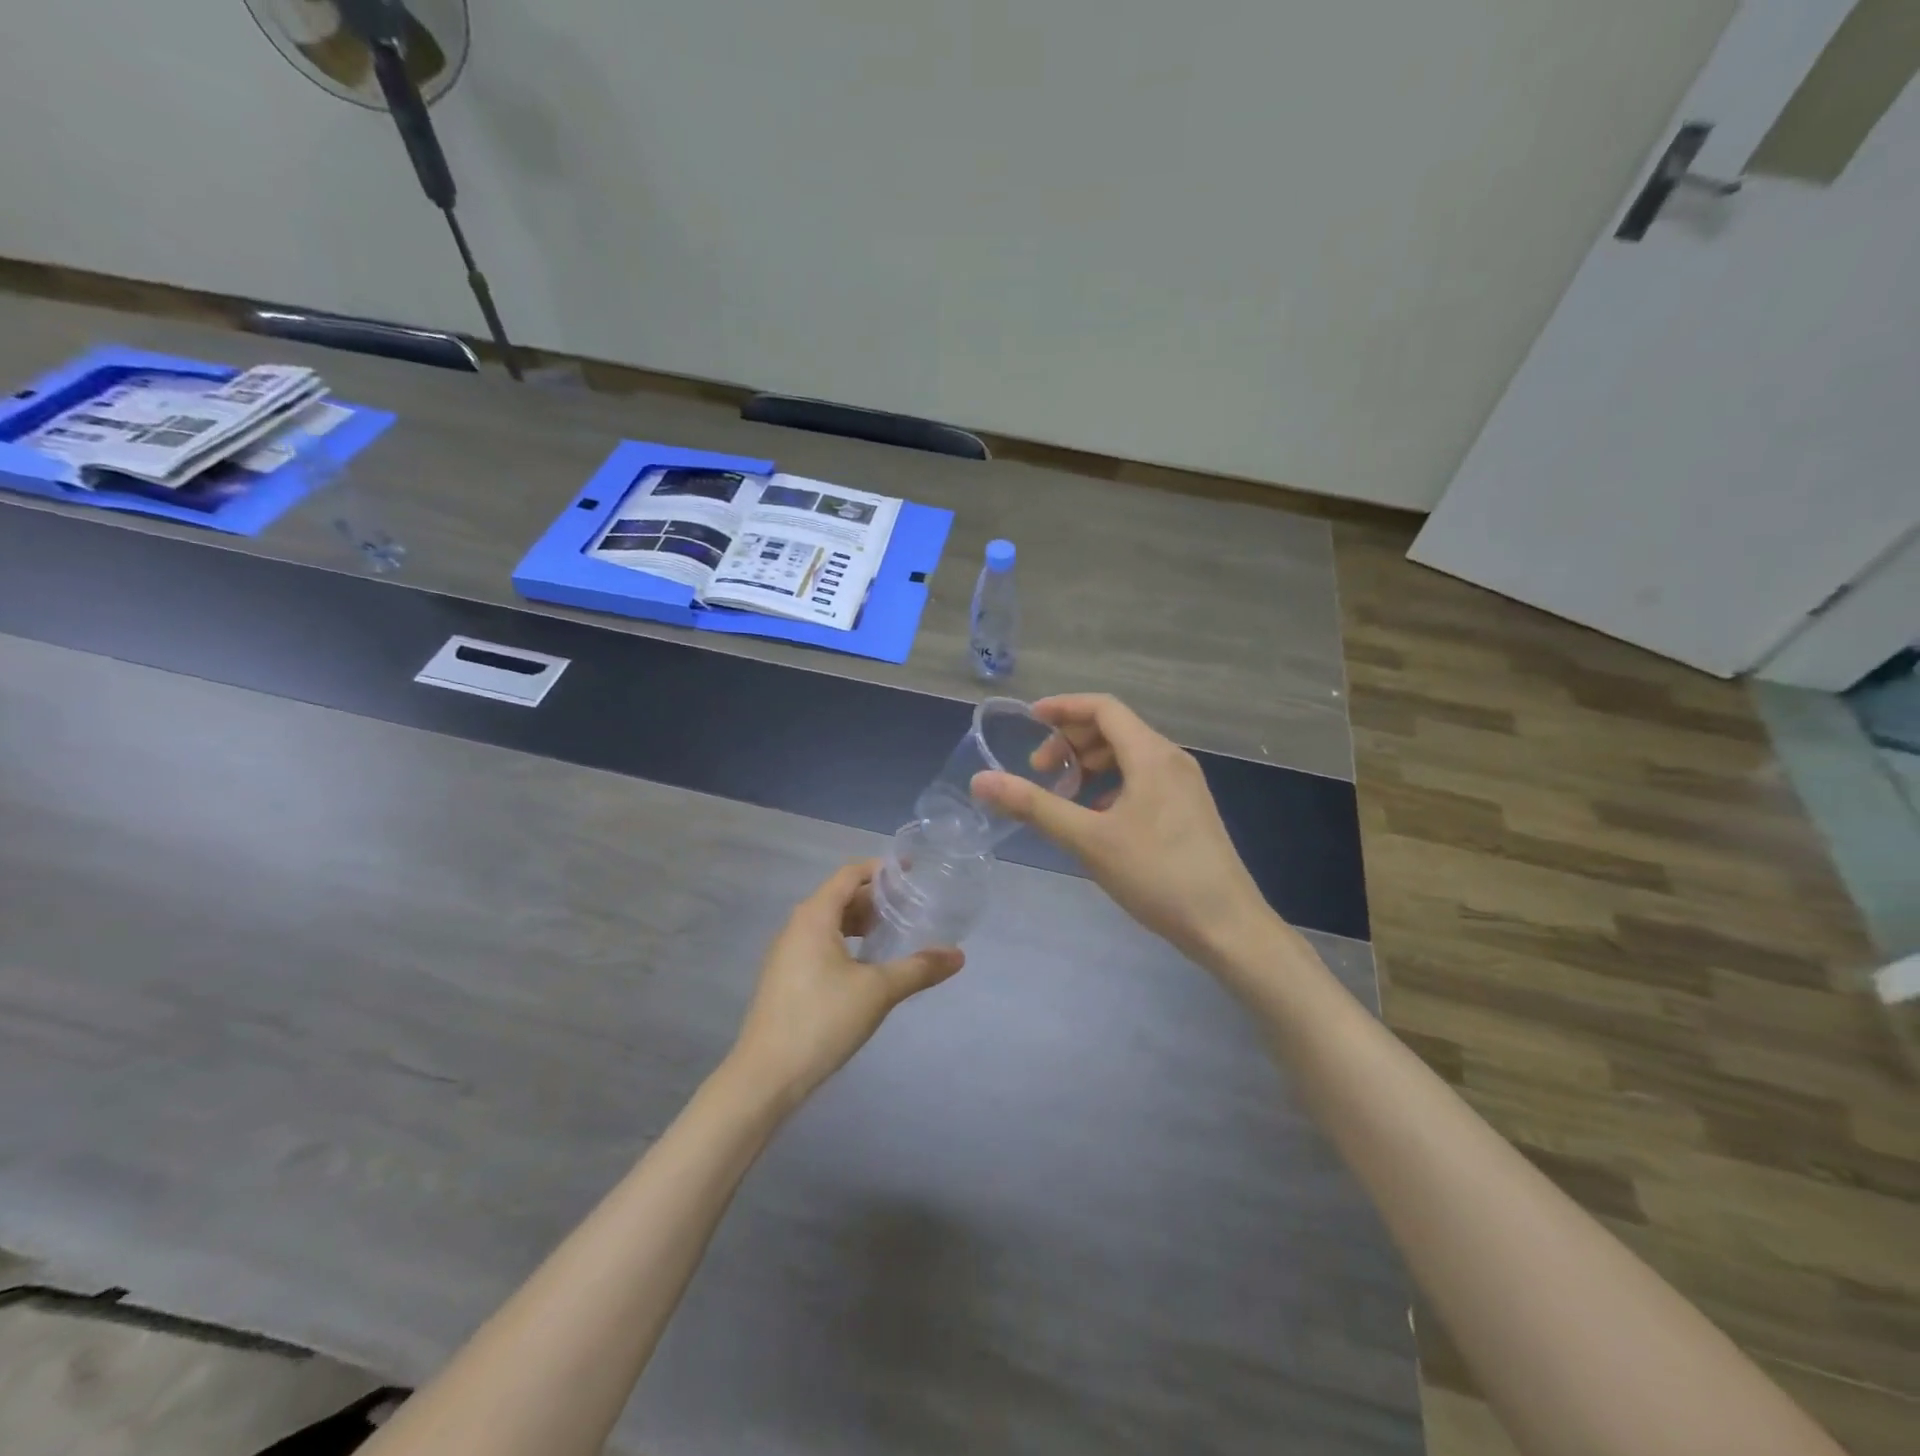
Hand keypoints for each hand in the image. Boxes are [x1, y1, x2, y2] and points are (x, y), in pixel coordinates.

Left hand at [728, 861, 963, 1107]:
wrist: (765, 1076)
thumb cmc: (822, 1020)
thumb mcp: (878, 991)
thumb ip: (919, 969)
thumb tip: (958, 956)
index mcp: (814, 916)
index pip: (849, 874)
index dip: (881, 869)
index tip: (912, 870)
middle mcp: (796, 926)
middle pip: (839, 897)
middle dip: (875, 898)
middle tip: (911, 905)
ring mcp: (787, 953)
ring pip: (829, 923)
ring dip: (860, 922)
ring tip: (894, 932)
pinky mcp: (785, 978)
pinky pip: (820, 944)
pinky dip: (847, 942)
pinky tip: (867, 965)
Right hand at [973, 694, 1276, 968]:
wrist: (1227, 926)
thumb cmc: (1157, 876)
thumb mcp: (1088, 839)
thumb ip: (1034, 806)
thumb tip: (981, 781)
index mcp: (1151, 755)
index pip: (1103, 708)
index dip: (1063, 708)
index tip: (1029, 721)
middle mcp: (1171, 759)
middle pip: (1115, 728)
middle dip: (1072, 741)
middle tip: (1041, 771)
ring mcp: (1185, 785)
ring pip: (1130, 754)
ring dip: (1092, 763)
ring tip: (1065, 794)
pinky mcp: (1190, 809)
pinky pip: (1144, 778)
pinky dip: (1113, 784)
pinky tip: (1098, 818)